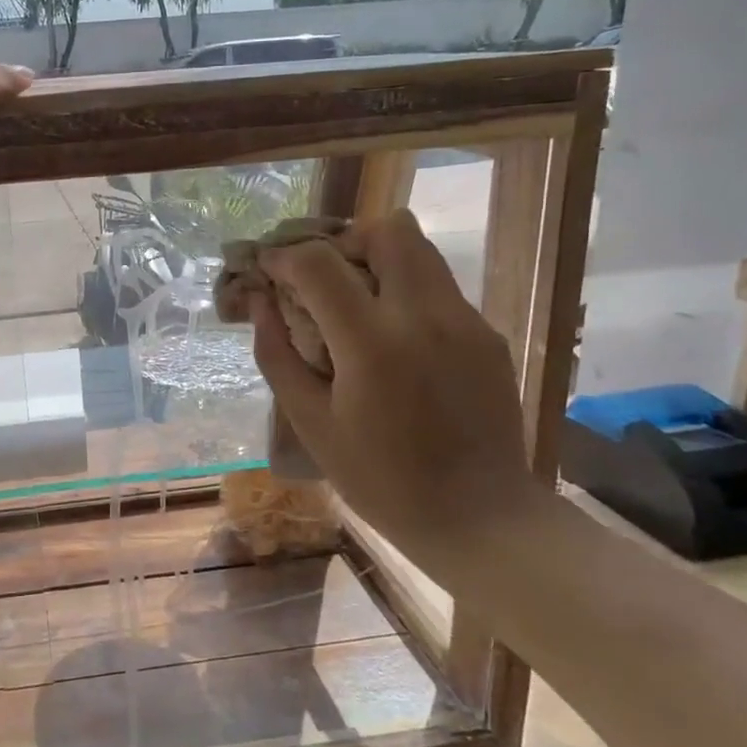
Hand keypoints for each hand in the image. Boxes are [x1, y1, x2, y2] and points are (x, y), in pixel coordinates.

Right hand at [248, 209, 545, 568]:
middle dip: (343, 241)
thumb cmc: (380, 480)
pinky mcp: (488, 334)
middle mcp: (425, 316)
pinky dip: (404, 292)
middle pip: (387, 229)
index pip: (320, 262)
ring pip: (420, 250)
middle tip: (320, 277)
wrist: (480, 517)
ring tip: (351, 302)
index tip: (267, 269)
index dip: (284, 256)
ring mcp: (465, 321)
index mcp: (373, 344)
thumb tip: (259, 303)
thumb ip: (278, 355)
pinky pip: (438, 287)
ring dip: (376, 260)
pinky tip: (391, 339)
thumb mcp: (311, 423)